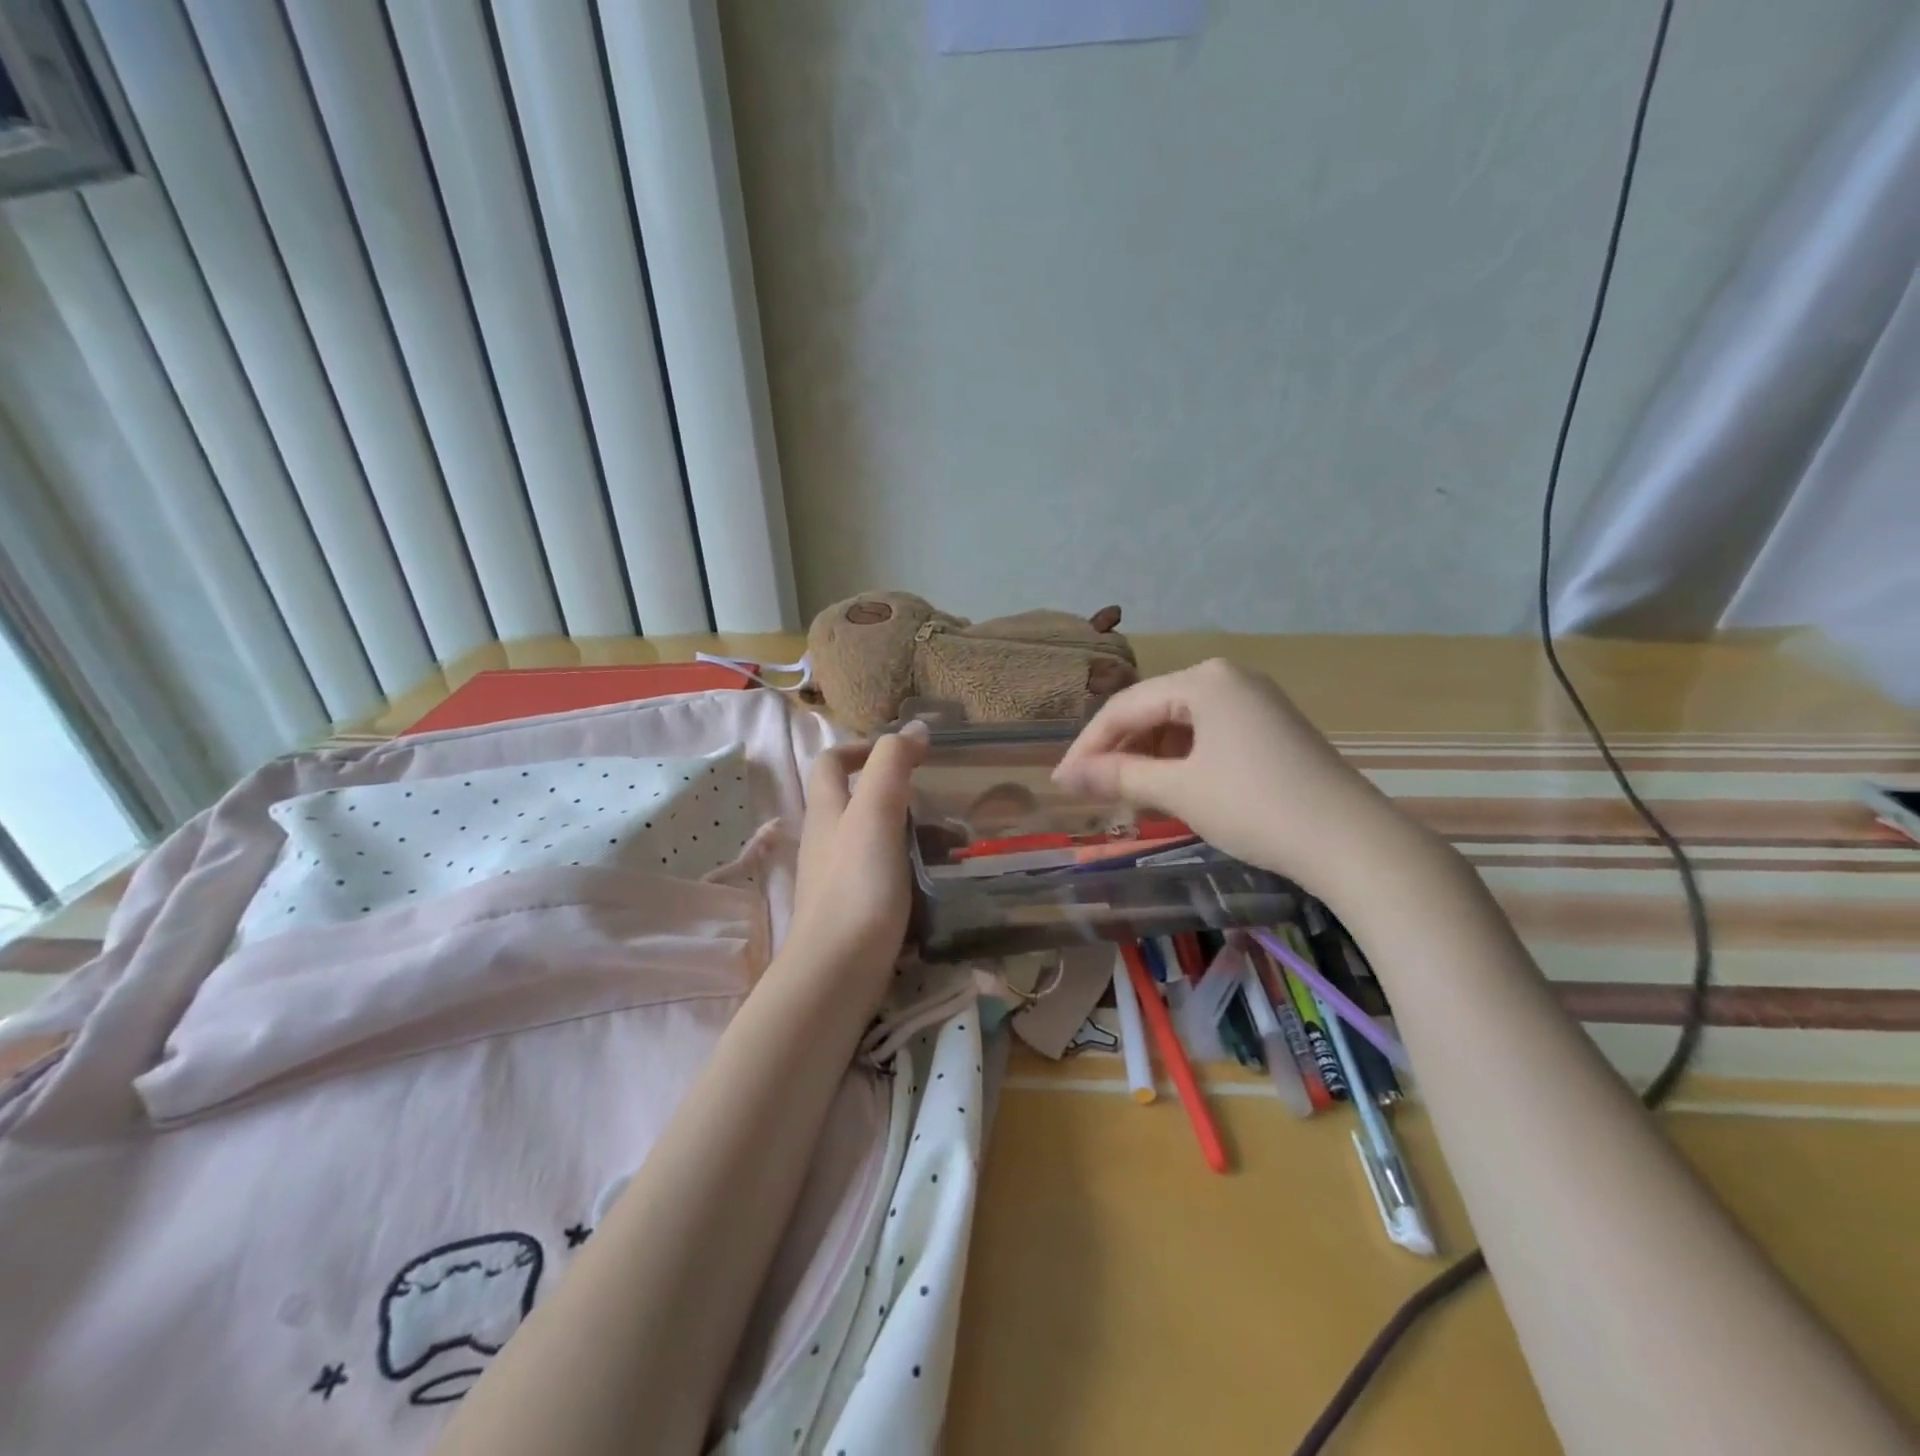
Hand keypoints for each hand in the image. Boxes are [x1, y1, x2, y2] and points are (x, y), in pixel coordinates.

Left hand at [781, 721, 929, 1009]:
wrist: (837, 974)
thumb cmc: (857, 886)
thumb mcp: (875, 814)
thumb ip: (891, 766)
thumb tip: (913, 728)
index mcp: (827, 811)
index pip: (830, 762)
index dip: (861, 747)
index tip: (905, 753)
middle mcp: (825, 841)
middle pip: (854, 801)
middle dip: (896, 794)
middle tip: (938, 803)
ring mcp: (836, 879)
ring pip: (873, 841)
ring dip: (909, 834)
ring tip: (952, 845)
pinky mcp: (853, 912)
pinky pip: (882, 877)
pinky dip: (909, 871)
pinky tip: (936, 882)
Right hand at [1051, 659, 1412, 895]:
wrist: (1352, 842)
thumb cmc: (1256, 807)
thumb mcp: (1179, 790)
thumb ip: (1118, 776)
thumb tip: (1066, 776)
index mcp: (1204, 680)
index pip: (1126, 707)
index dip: (1088, 746)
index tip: (1061, 783)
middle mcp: (1228, 678)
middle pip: (1153, 711)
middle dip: (1118, 752)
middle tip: (1090, 792)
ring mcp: (1254, 702)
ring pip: (1180, 725)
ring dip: (1148, 759)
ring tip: (1126, 796)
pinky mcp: (1270, 729)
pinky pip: (1208, 736)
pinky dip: (1181, 762)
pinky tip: (1169, 790)